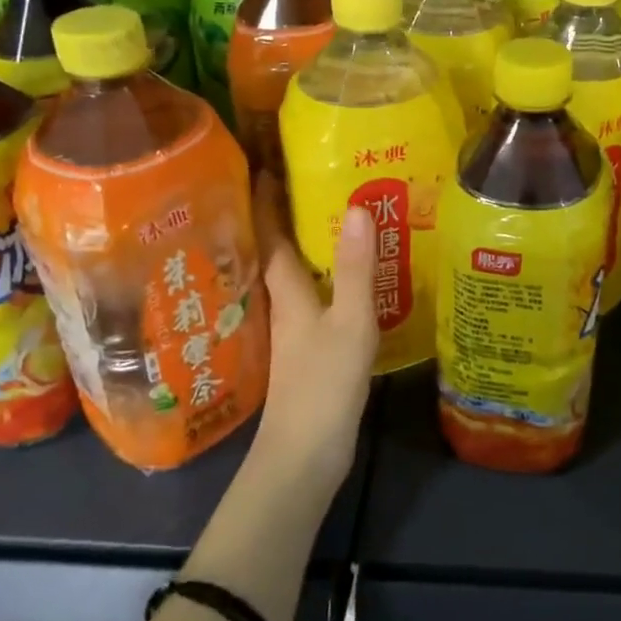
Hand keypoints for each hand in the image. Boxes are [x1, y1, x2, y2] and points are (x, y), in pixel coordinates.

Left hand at [249, 172, 377, 492]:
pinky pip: (306, 298)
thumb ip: (355, 268)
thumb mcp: (350, 322)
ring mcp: (290, 331)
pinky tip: (337, 278)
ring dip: (297, 246)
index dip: (266, 200)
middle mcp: (281, 305)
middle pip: (272, 252)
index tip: (264, 165)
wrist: (304, 456)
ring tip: (321, 218)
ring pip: (288, 276)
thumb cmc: (324, 384)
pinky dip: (316, 277)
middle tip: (300, 181)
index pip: (269, 235)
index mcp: (286, 292)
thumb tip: (356, 207)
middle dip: (279, 216)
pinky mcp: (303, 350)